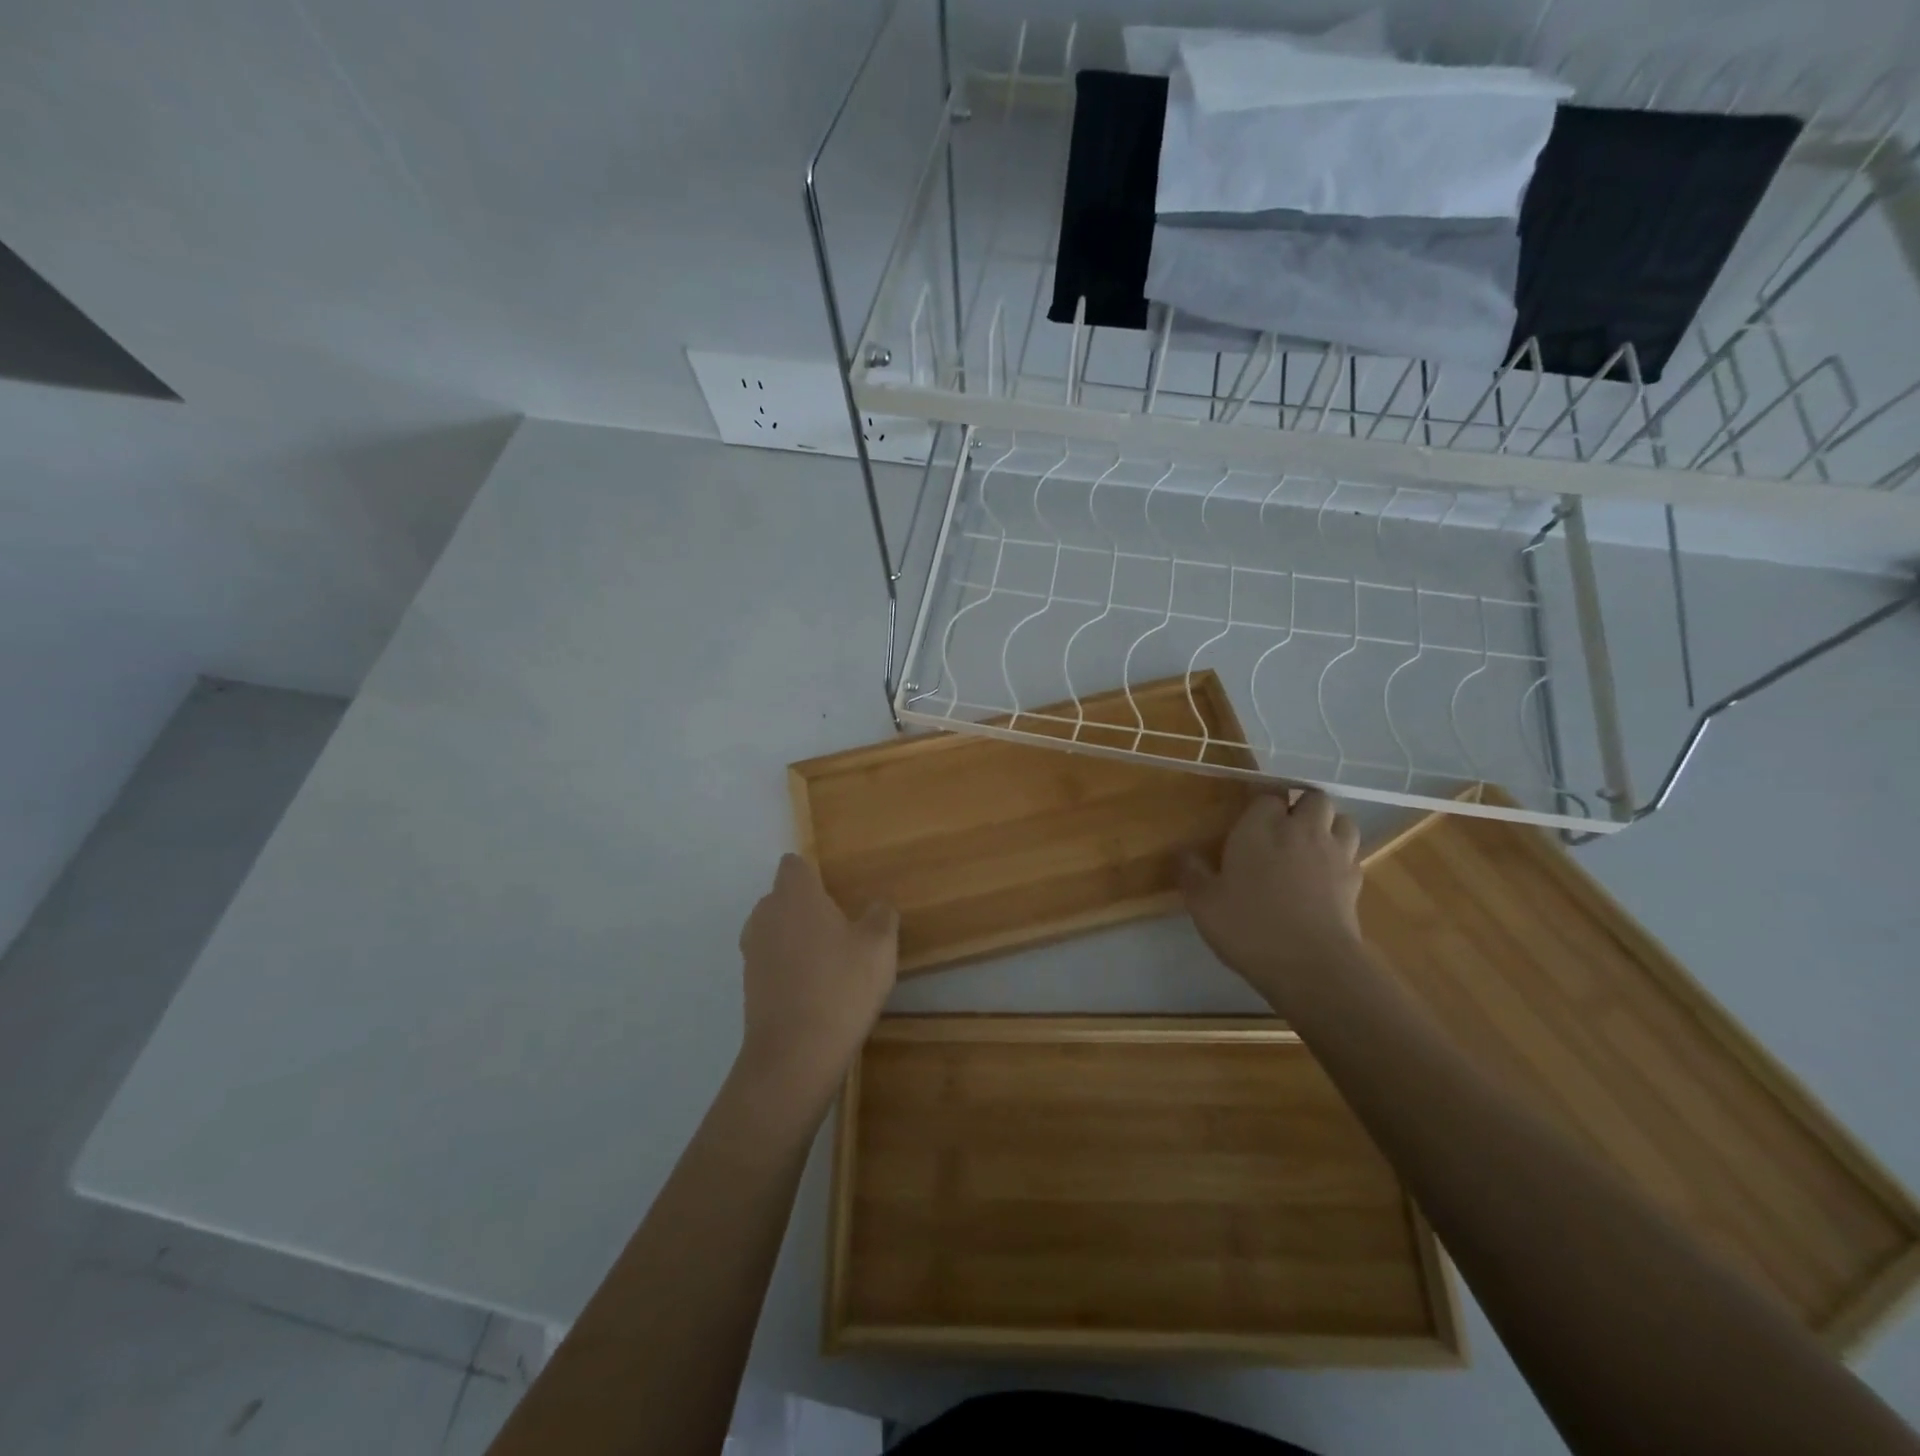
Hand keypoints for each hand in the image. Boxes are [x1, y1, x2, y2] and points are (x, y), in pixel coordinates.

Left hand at [735, 854, 898, 1110]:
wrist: (795, 1054)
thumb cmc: (841, 986)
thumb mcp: (879, 946)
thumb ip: (881, 916)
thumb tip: (877, 906)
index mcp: (795, 896)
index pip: (794, 865)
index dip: (813, 874)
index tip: (836, 891)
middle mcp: (766, 915)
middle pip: (783, 897)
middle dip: (807, 907)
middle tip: (841, 929)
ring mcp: (752, 951)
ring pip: (775, 929)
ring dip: (796, 938)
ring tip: (829, 961)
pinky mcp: (748, 985)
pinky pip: (771, 960)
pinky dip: (788, 967)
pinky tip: (814, 990)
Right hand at [1180, 791, 1363, 1003]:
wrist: (1311, 965)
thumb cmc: (1248, 925)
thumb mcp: (1203, 902)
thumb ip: (1192, 873)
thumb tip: (1185, 855)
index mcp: (1261, 826)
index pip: (1267, 793)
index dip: (1260, 801)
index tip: (1248, 813)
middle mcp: (1301, 830)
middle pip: (1313, 798)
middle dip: (1301, 805)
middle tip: (1282, 827)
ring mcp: (1334, 854)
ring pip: (1342, 820)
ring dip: (1329, 826)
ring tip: (1310, 845)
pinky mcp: (1355, 882)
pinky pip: (1352, 854)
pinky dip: (1342, 857)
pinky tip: (1325, 876)